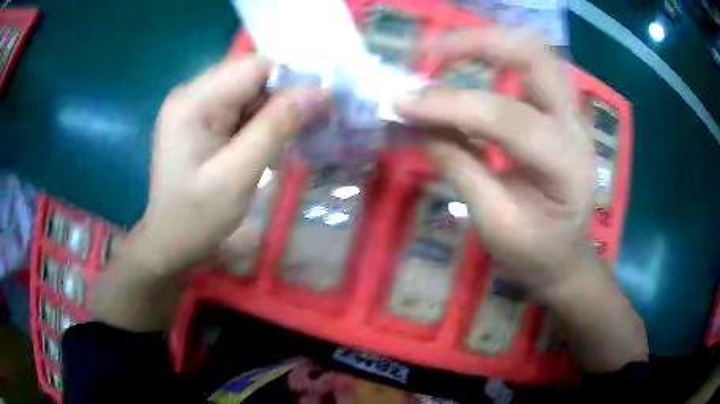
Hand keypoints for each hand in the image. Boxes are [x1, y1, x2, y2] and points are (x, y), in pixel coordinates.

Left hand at [126, 55, 328, 274]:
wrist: (169, 243)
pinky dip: (258, 121)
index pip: (253, 66)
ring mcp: (193, 106)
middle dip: (281, 97)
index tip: (316, 107)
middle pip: (250, 76)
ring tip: (284, 141)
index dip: (289, 79)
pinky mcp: (198, 120)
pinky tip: (264, 145)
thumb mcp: (238, 174)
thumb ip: (277, 127)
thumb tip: (320, 91)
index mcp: (192, 101)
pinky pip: (237, 108)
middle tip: (305, 127)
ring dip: (271, 111)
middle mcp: (190, 94)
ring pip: (247, 91)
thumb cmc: (197, 217)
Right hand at [397, 27, 595, 292]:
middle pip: (534, 57)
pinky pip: (530, 66)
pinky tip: (469, 67)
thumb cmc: (535, 253)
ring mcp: (572, 113)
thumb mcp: (495, 226)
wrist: (567, 256)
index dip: (449, 105)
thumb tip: (420, 125)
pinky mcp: (560, 110)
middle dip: (477, 43)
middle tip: (429, 53)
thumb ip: (460, 170)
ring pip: (535, 52)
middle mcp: (576, 126)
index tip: (401, 102)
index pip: (506, 118)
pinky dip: (496, 56)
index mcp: (566, 165)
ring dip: (487, 42)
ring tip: (444, 54)